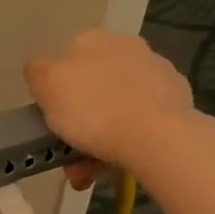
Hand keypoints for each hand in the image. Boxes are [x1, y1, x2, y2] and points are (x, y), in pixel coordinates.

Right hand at [26, 30, 194, 186]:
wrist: (157, 136)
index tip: (52, 124)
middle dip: (78, 125)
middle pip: (91, 90)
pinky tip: (121, 161)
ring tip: (90, 173)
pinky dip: (129, 139)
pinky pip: (141, 119)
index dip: (55, 96)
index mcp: (92, 39)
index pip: (63, 64)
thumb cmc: (93, 110)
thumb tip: (40, 70)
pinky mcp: (177, 98)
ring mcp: (156, 71)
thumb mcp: (47, 86)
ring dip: (100, 140)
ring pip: (116, 108)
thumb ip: (37, 73)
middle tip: (70, 158)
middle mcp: (126, 46)